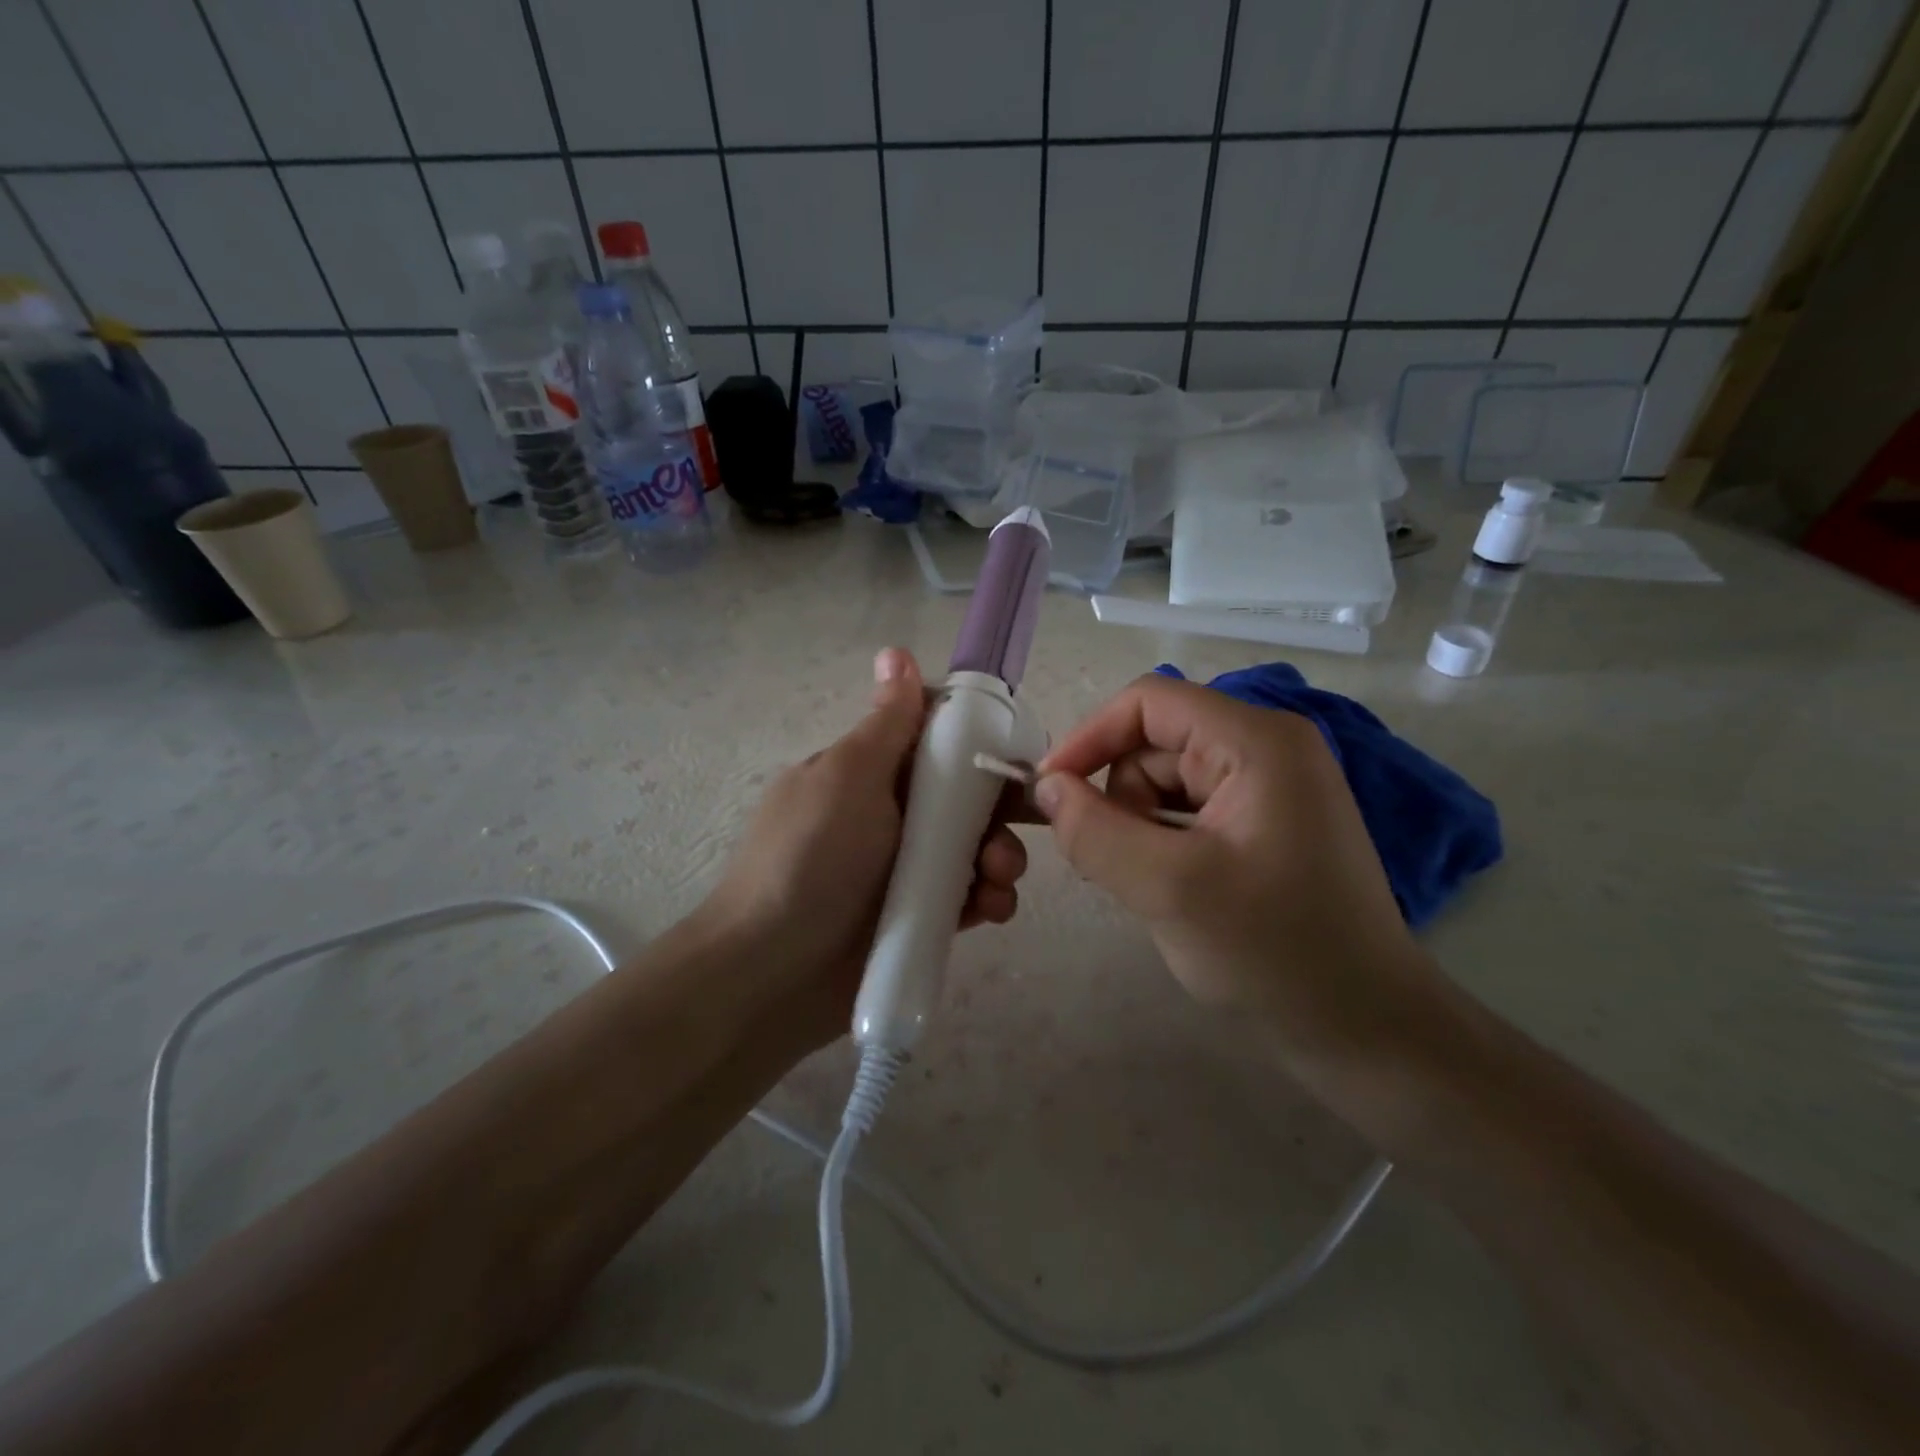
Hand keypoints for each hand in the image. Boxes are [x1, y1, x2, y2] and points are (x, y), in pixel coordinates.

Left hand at [698, 647, 1028, 1047]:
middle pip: (967, 796)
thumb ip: (886, 724)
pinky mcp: (918, 917)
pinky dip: (987, 899)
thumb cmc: (809, 860)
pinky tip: (990, 910)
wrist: (769, 974)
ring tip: (997, 880)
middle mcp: (891, 813)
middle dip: (1000, 808)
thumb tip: (895, 651)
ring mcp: (905, 868)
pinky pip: (967, 896)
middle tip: (1026, 824)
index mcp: (871, 770)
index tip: (1017, 754)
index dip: (981, 742)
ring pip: (974, 847)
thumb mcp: (846, 778)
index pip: (938, 740)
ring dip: (1000, 856)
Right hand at [1034, 672, 1435, 1059]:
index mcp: (1256, 741)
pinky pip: (1188, 810)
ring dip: (1136, 825)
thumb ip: (1094, 831)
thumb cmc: (1274, 951)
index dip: (1089, 737)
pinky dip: (1161, 841)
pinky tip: (1166, 887)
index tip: (1049, 792)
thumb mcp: (1169, 889)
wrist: (1365, 1027)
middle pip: (1155, 742)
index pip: (1148, 702)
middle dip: (1118, 795)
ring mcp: (1269, 786)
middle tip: (1108, 862)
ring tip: (1145, 885)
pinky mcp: (1266, 822)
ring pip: (1165, 780)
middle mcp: (1266, 748)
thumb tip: (1046, 788)